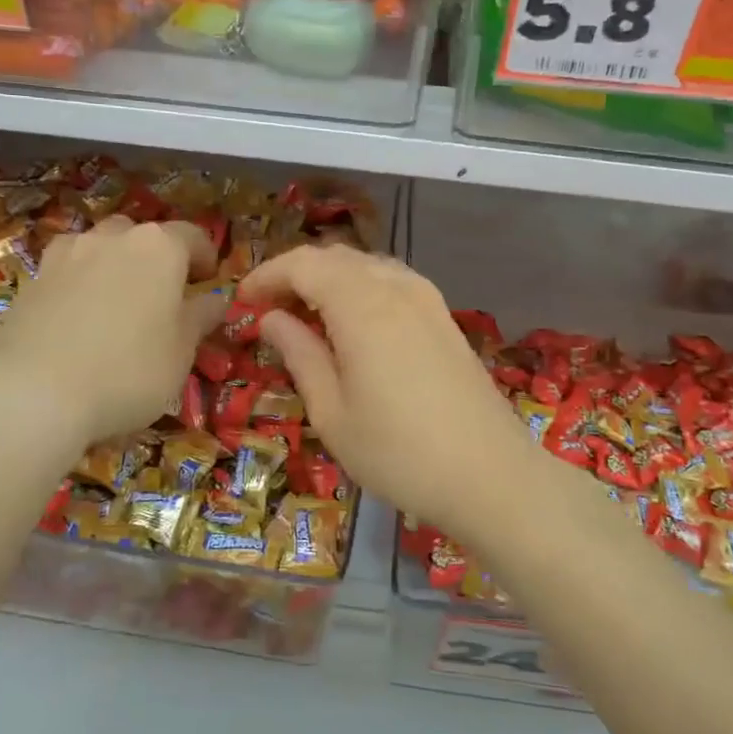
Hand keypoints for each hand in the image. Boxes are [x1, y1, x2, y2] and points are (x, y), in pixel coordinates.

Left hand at [0, 216, 225, 450]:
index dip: (205, 257)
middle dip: (155, 258)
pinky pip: (67, 272)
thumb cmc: (129, 371)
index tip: (208, 281)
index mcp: (159, 248)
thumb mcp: (182, 351)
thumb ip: (200, 317)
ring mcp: (65, 255)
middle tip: (162, 295)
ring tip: (116, 304)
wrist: (34, 393)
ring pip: (99, 248)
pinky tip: (78, 320)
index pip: (193, 236)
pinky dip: (79, 285)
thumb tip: (214, 299)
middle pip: (141, 236)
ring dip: (113, 266)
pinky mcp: (31, 280)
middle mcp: (112, 238)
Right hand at [240, 245, 543, 531]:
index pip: (303, 265)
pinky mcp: (444, 318)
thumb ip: (300, 355)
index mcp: (361, 305)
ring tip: (306, 316)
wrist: (490, 475)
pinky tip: (353, 324)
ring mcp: (427, 300)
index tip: (242, 301)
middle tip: (268, 310)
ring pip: (367, 266)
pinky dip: (361, 289)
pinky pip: (392, 282)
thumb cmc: (399, 452)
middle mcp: (396, 288)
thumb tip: (272, 319)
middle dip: (296, 274)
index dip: (267, 275)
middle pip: (336, 258)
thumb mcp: (332, 413)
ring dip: (330, 279)